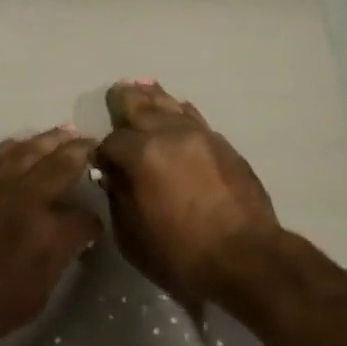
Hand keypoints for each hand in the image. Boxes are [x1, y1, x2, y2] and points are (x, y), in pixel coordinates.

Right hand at [93, 80, 279, 308]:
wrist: (245, 258)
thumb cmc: (180, 253)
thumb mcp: (131, 235)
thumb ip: (119, 197)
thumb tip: (116, 176)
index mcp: (141, 155)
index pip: (111, 141)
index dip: (102, 151)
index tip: (101, 161)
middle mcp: (169, 135)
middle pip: (140, 106)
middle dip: (124, 101)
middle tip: (116, 93)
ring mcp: (200, 136)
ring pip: (171, 106)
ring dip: (154, 98)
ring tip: (143, 87)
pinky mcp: (224, 146)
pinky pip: (195, 119)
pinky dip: (180, 112)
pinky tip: (178, 110)